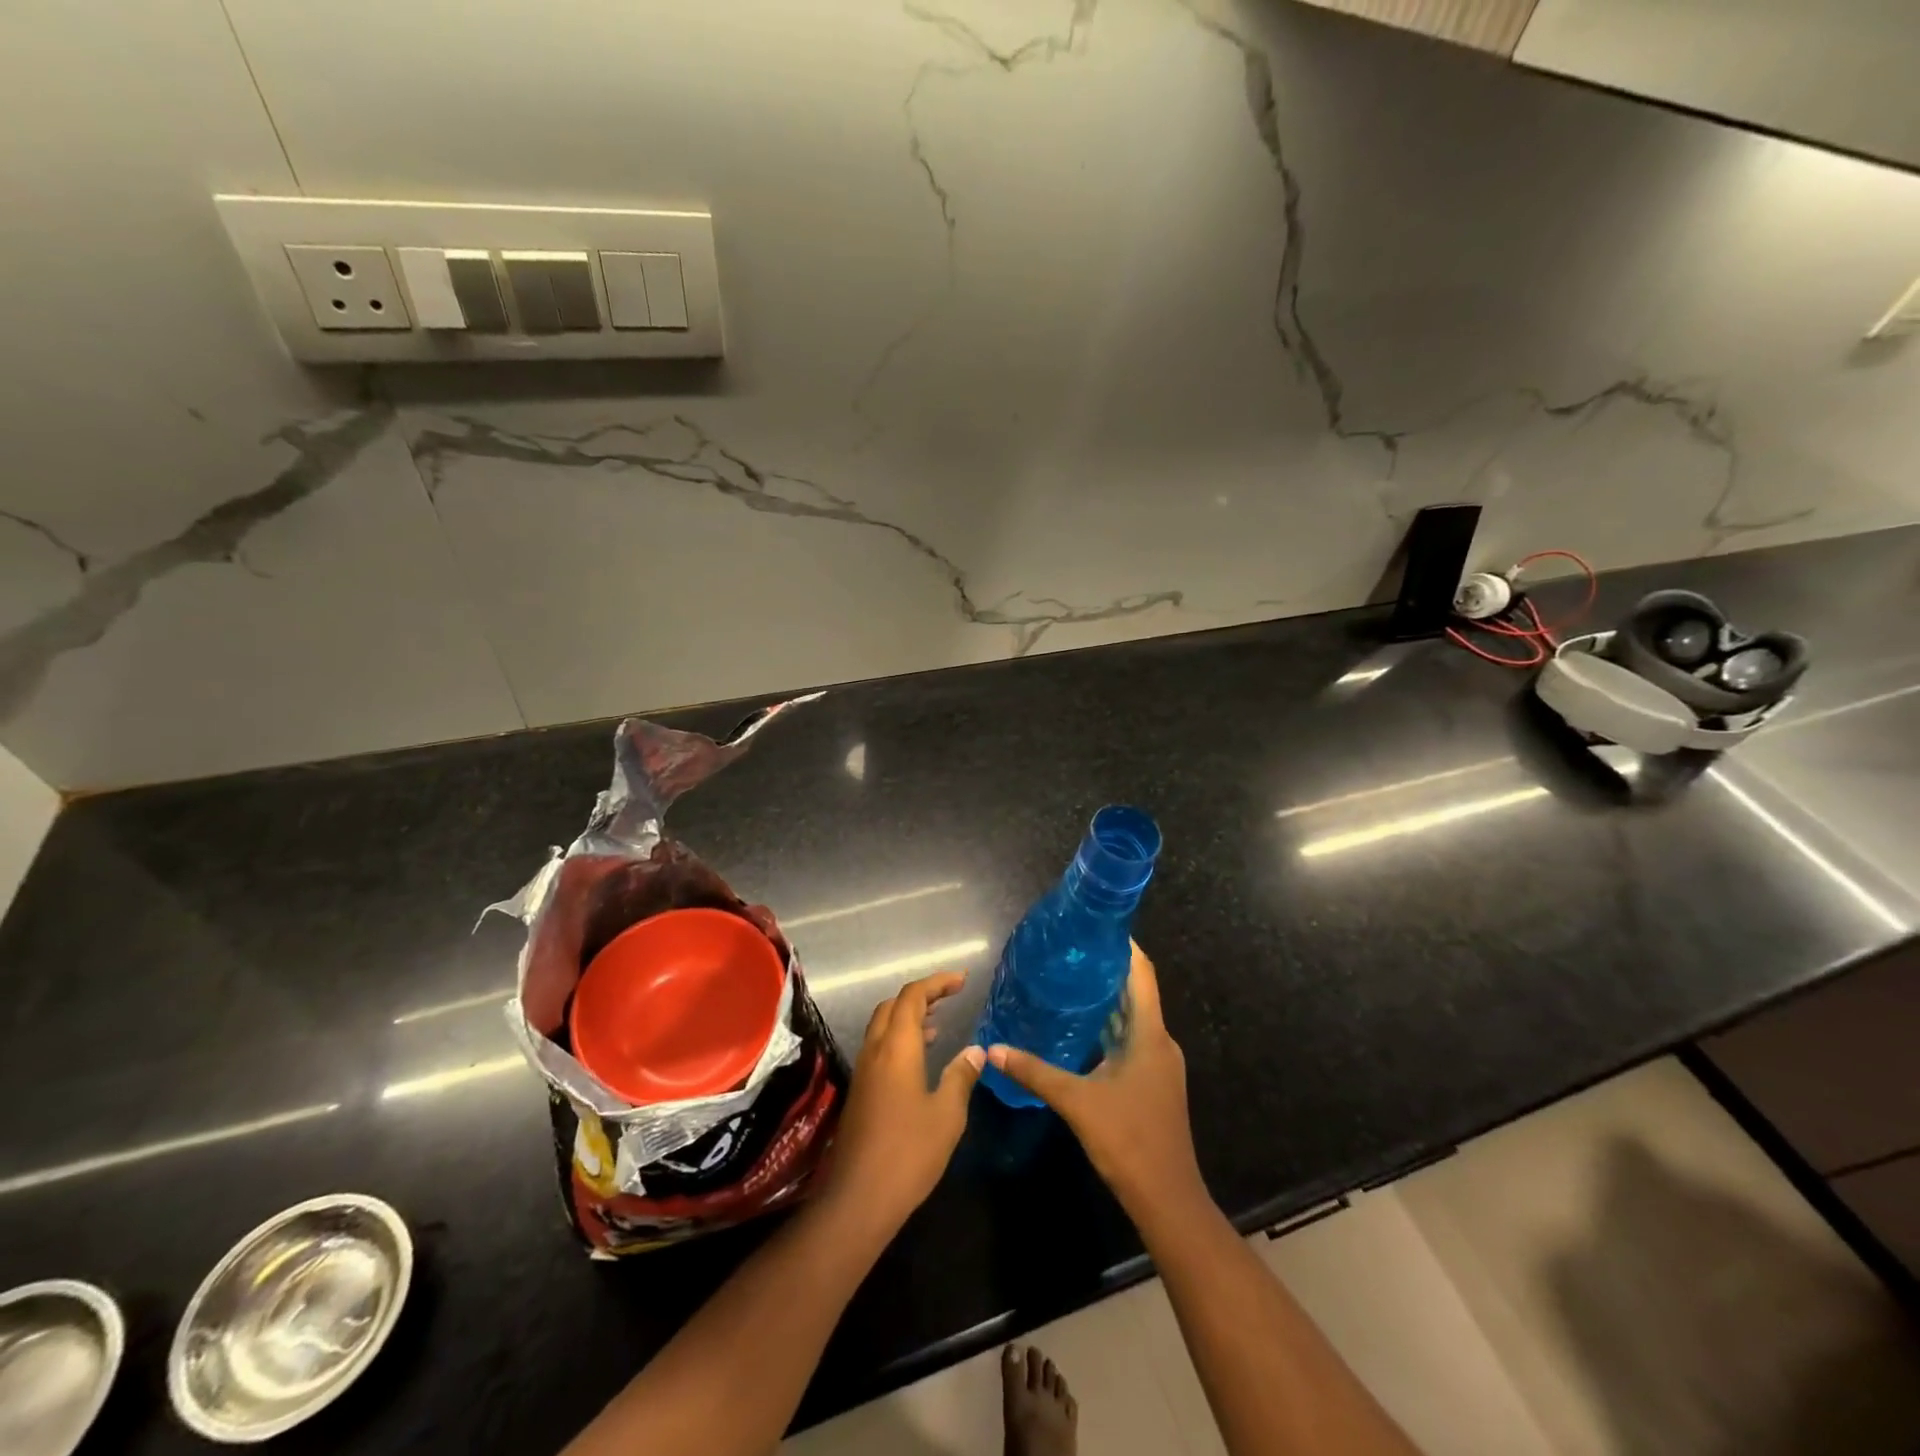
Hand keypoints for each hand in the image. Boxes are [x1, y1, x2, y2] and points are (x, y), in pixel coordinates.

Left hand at [821, 971, 983, 1236]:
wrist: (858, 1199)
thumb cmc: (908, 1153)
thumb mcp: (947, 1115)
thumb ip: (961, 1076)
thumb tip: (976, 1051)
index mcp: (897, 1048)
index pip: (912, 996)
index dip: (937, 982)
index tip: (961, 980)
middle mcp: (875, 1050)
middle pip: (893, 1005)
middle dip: (921, 995)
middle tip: (949, 998)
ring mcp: (863, 1071)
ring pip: (883, 1026)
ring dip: (908, 1017)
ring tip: (938, 1024)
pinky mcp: (860, 1090)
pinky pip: (879, 1047)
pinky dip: (899, 1038)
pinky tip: (918, 1060)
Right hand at [986, 944, 1206, 1222]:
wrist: (1168, 1199)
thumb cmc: (1129, 1140)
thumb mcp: (1077, 1102)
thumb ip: (1036, 1072)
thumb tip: (995, 1049)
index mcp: (1150, 1035)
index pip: (1142, 974)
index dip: (1124, 946)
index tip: (1096, 925)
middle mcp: (1159, 1042)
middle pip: (1136, 993)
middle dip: (1106, 970)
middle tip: (1068, 953)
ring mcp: (1158, 1065)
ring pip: (1133, 1019)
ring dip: (1106, 1001)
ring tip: (1068, 983)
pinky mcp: (1152, 1083)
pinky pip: (1131, 1041)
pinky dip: (1108, 1028)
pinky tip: (1079, 1031)